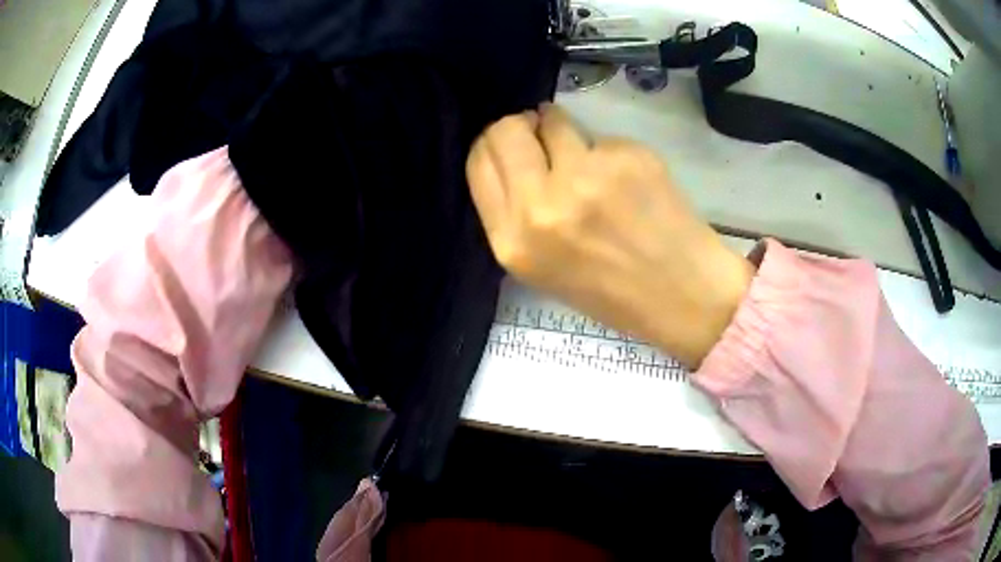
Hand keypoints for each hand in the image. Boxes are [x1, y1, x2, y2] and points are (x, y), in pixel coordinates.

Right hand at [466, 104, 753, 367]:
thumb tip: (510, 155)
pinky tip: (627, 181)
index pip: (479, 161)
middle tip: (542, 137)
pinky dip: (606, 151)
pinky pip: (599, 136)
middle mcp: (541, 205)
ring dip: (562, 130)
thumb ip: (514, 213)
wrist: (682, 294)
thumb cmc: (610, 291)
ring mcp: (586, 176)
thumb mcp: (540, 268)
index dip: (492, 145)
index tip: (512, 144)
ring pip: (553, 119)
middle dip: (521, 126)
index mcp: (513, 241)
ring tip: (590, 163)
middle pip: (506, 129)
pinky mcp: (625, 157)